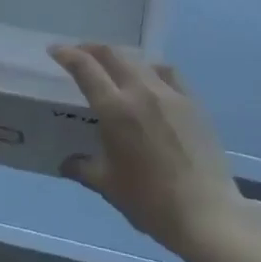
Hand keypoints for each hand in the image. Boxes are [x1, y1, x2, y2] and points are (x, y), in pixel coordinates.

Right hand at [48, 44, 256, 261]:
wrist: (205, 212)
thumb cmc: (150, 201)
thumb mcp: (108, 186)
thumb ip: (83, 168)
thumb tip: (66, 163)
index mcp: (115, 109)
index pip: (86, 68)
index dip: (68, 54)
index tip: (55, 50)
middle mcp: (140, 91)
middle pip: (112, 55)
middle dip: (91, 49)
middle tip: (79, 54)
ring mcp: (169, 93)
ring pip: (139, 61)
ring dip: (119, 58)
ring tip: (111, 67)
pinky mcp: (191, 101)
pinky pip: (167, 73)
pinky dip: (150, 69)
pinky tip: (149, 80)